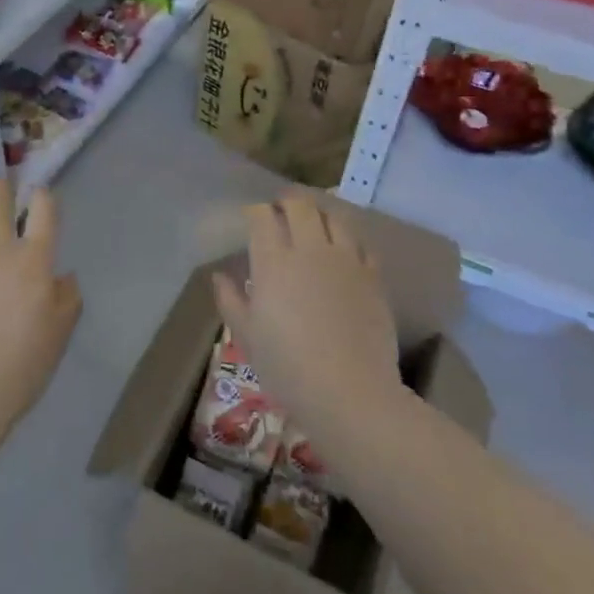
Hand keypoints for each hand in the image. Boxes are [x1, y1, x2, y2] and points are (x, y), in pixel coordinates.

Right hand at [213, 195, 406, 439]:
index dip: (255, 212)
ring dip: (319, 213)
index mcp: (274, 262)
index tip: (251, 219)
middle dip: (286, 202)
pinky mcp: (373, 276)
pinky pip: (361, 243)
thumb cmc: (288, 368)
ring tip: (313, 222)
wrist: (349, 392)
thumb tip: (220, 276)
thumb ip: (231, 300)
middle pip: (300, 205)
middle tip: (280, 211)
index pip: (262, 216)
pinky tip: (344, 250)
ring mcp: (347, 260)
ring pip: (334, 216)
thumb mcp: (247, 338)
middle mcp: (310, 250)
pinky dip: (348, 239)